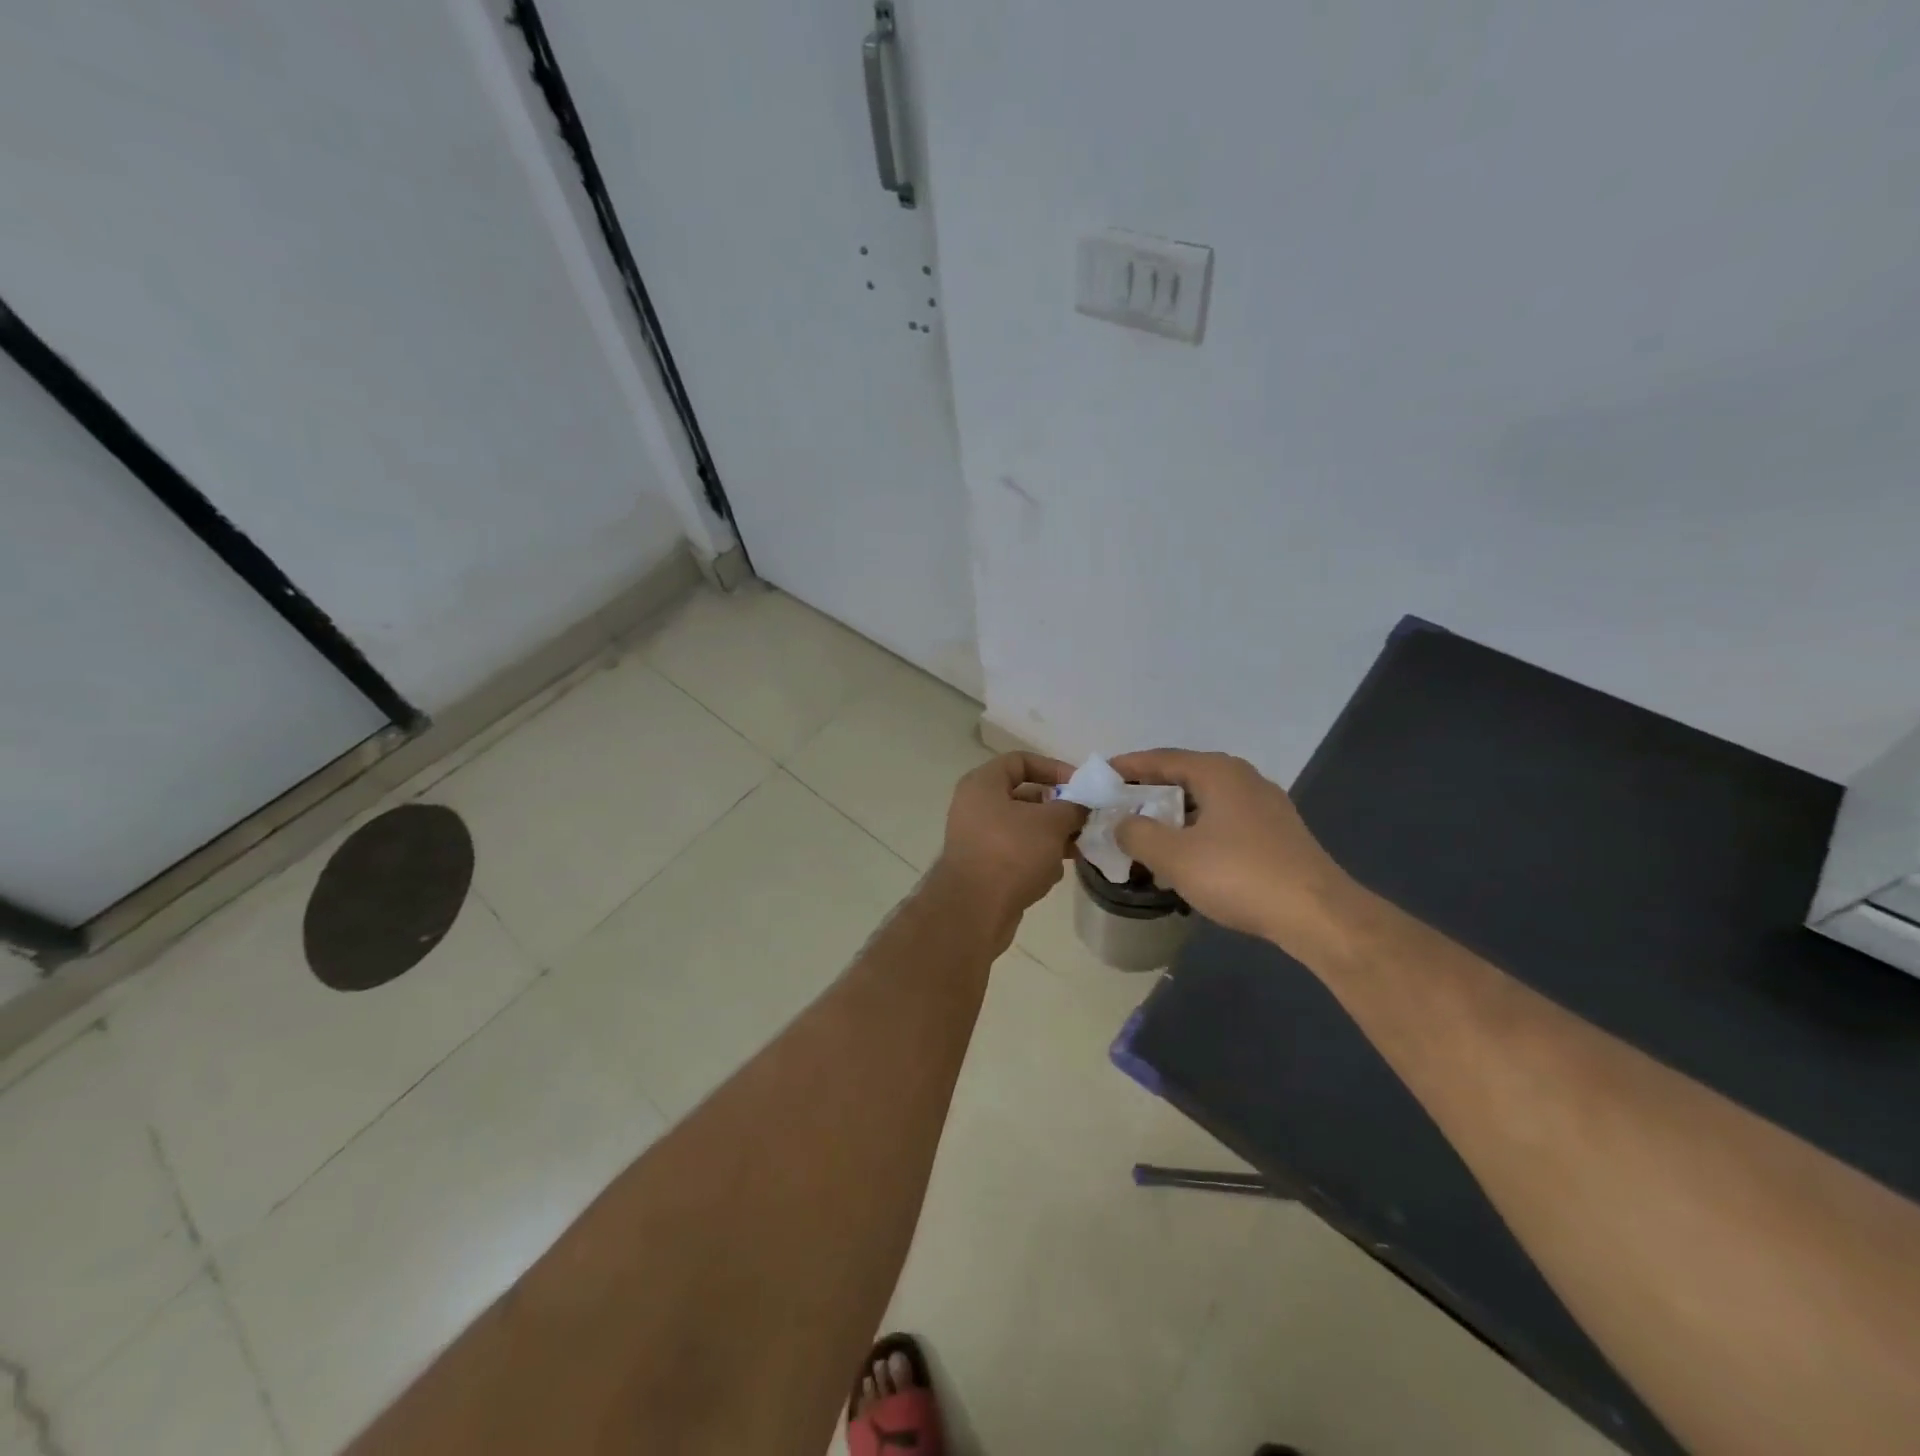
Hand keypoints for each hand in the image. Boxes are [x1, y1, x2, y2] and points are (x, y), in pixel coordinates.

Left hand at [933, 753, 1086, 942]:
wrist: (974, 911)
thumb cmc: (1011, 852)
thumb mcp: (1051, 823)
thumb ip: (1072, 808)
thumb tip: (1081, 807)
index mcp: (983, 784)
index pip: (1021, 761)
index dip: (1053, 768)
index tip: (1080, 786)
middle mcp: (975, 807)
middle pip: (1024, 797)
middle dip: (1057, 810)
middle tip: (1084, 821)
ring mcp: (977, 839)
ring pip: (1023, 829)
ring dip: (1051, 838)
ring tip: (1076, 849)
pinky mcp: (983, 868)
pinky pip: (1015, 854)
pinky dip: (1036, 860)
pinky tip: (1052, 875)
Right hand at [1110, 749, 1356, 948]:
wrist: (1317, 914)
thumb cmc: (1239, 875)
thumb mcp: (1174, 856)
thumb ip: (1137, 833)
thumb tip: (1121, 822)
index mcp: (1217, 772)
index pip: (1161, 759)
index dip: (1127, 767)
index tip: (1099, 776)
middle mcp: (1243, 778)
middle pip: (1184, 776)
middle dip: (1149, 791)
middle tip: (1118, 807)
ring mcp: (1265, 805)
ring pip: (1206, 801)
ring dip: (1173, 814)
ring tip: (1147, 833)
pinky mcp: (1277, 832)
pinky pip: (1224, 820)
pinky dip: (1198, 830)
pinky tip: (1188, 856)